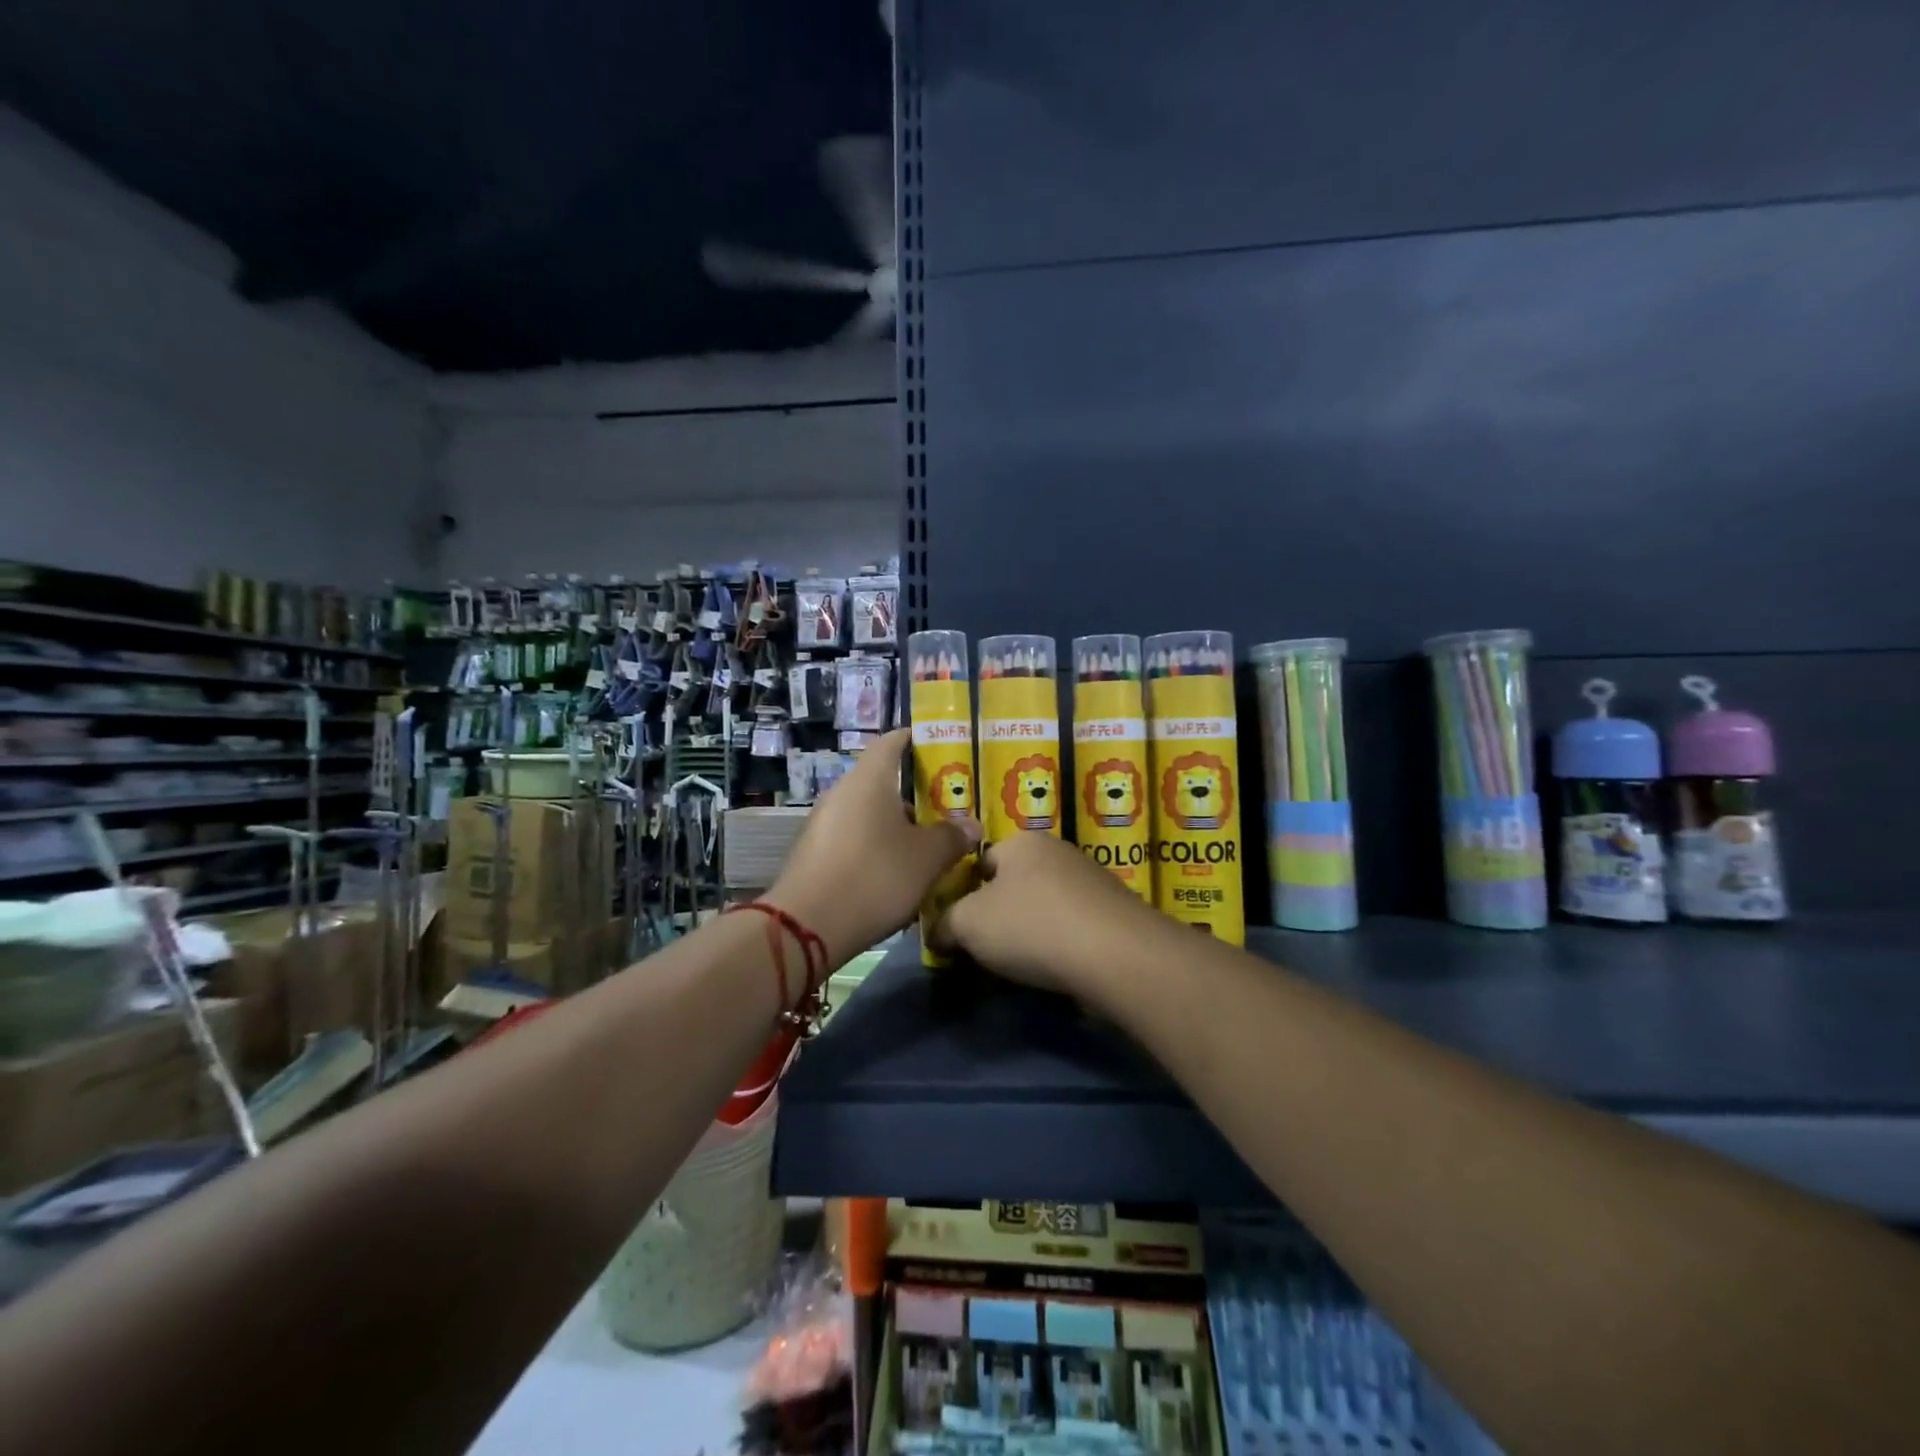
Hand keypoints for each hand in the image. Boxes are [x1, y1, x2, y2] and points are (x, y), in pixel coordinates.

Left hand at [766, 728, 979, 967]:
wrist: (806, 926)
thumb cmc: (875, 877)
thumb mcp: (926, 859)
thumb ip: (951, 837)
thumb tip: (970, 825)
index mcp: (869, 780)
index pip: (892, 741)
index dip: (916, 741)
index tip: (941, 750)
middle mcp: (841, 792)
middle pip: (882, 782)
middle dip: (914, 797)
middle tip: (945, 814)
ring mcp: (822, 823)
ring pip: (868, 815)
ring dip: (895, 828)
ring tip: (925, 852)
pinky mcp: (813, 854)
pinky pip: (852, 840)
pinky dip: (874, 849)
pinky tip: (893, 878)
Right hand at [937, 830, 1162, 995]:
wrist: (1116, 955)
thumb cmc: (1032, 926)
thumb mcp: (968, 924)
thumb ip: (944, 924)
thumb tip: (937, 933)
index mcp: (1021, 841)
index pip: (979, 862)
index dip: (963, 895)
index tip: (959, 929)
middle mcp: (1058, 851)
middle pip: (1013, 884)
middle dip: (998, 915)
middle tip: (986, 951)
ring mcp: (1091, 879)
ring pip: (1044, 906)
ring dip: (1030, 932)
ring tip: (1022, 966)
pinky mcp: (1115, 911)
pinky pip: (1073, 926)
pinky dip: (1061, 944)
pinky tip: (1057, 968)